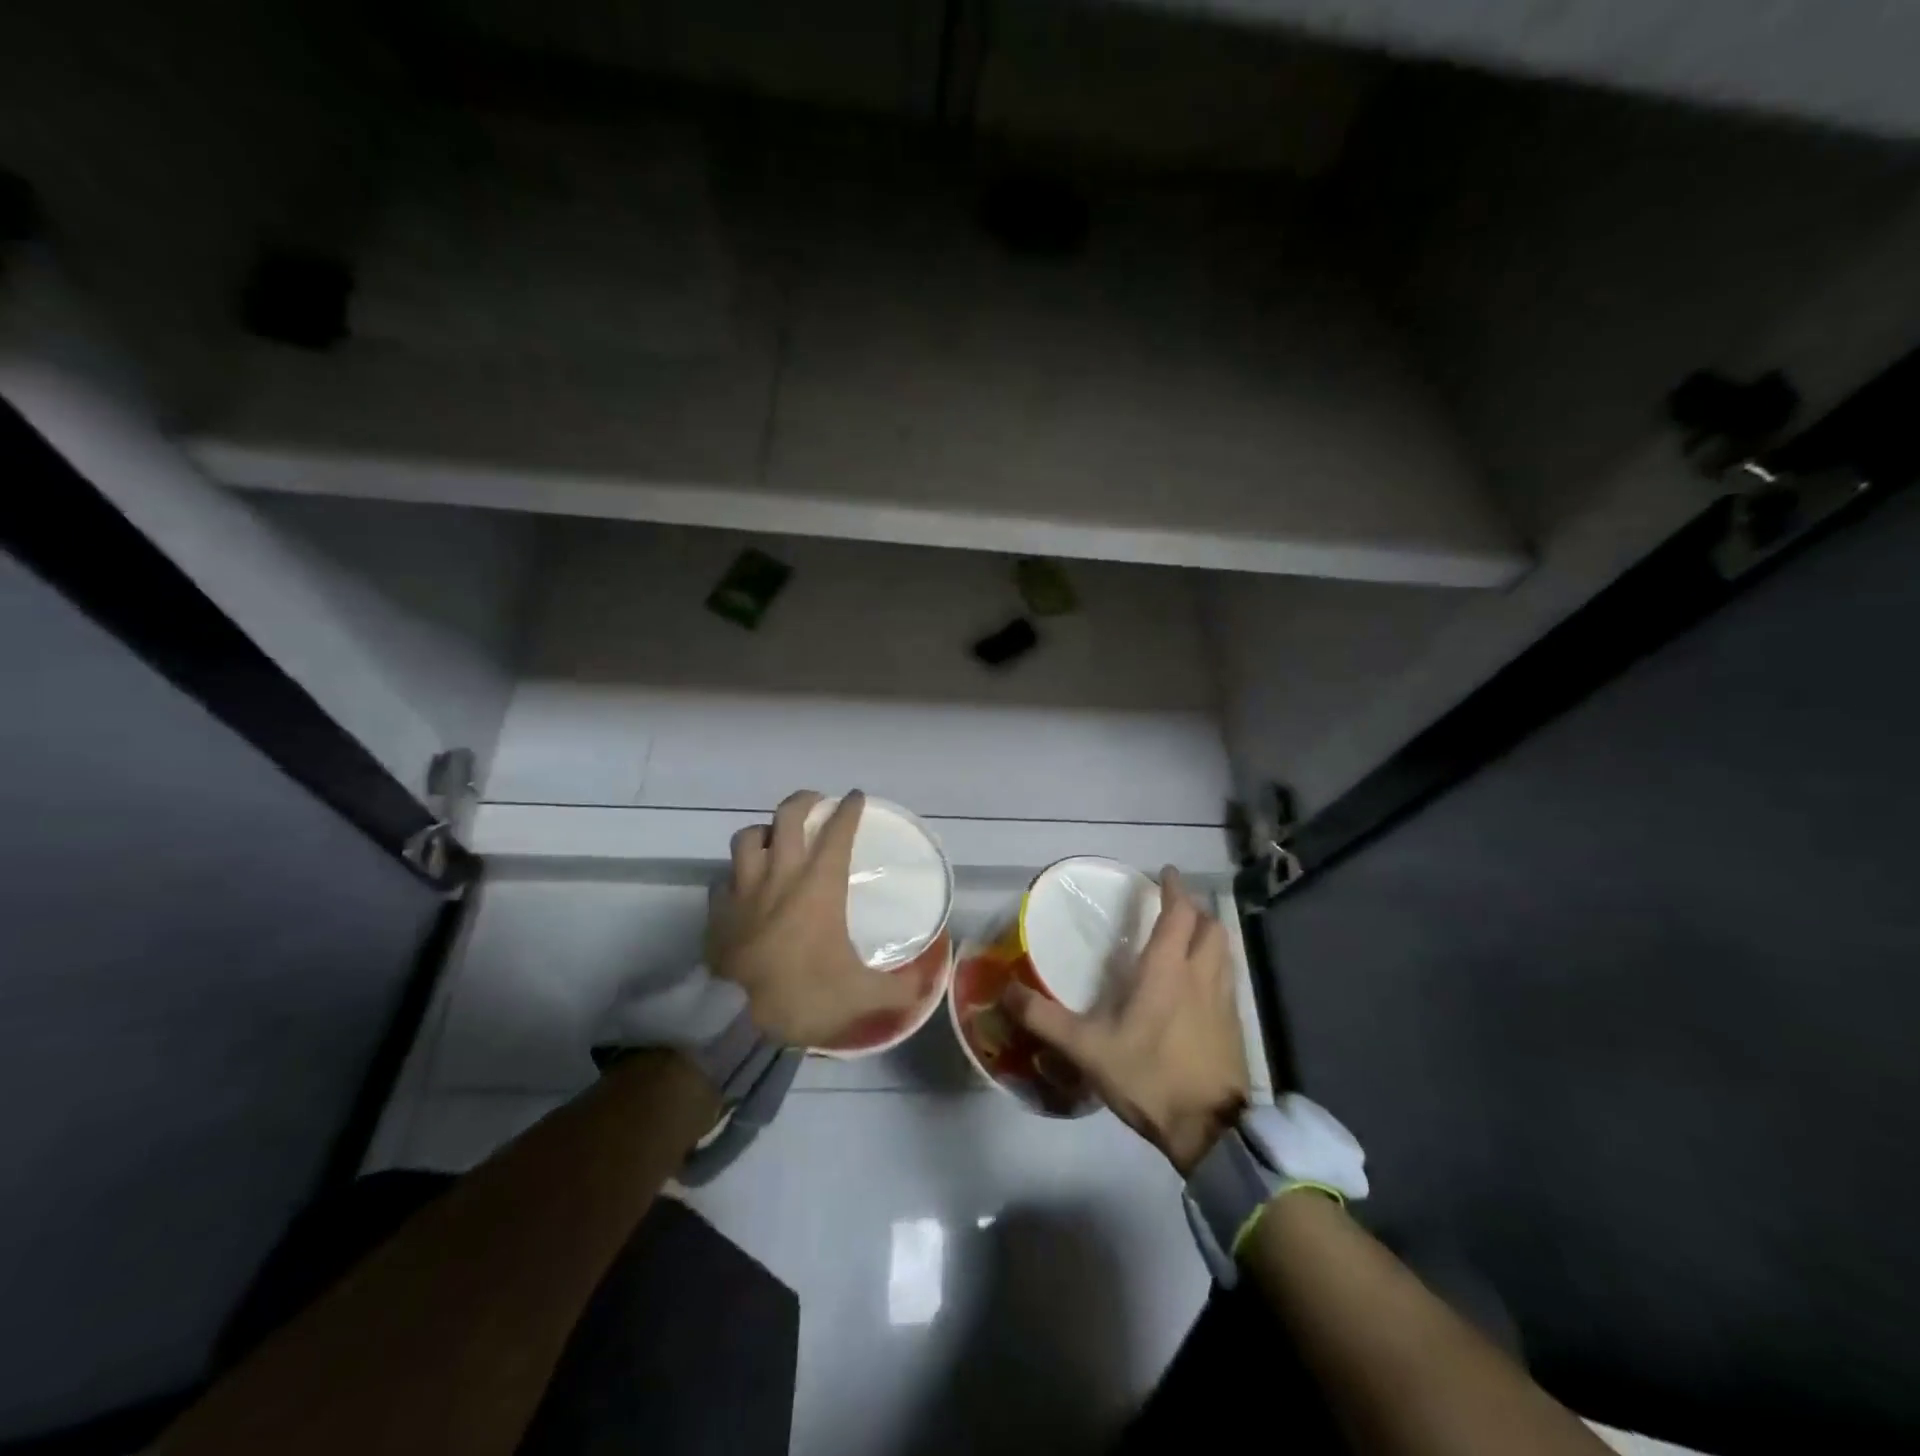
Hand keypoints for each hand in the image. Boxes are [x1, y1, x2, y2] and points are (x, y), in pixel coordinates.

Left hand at [708, 789, 924, 1047]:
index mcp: (818, 886)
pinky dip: (737, 873)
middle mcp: (780, 875)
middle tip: (817, 804)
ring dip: (766, 831)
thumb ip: (900, 988)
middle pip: (787, 816)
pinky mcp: (716, 910)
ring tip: (776, 839)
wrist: (734, 1023)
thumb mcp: (862, 996)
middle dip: (805, 801)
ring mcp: (743, 889)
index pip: (837, 832)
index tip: (856, 797)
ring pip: (749, 837)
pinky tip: (745, 886)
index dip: (849, 809)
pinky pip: (725, 876)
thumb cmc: (803, 997)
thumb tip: (928, 983)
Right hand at [1005, 868, 1249, 1173]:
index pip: (1178, 914)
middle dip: (1196, 910)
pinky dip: (1217, 967)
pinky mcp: (1235, 1027)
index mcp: (1168, 970)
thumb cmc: (1148, 1076)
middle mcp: (1202, 976)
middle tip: (1175, 907)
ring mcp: (1225, 1002)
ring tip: (1190, 939)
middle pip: (1211, 927)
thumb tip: (1004, 991)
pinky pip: (1229, 980)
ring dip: (1210, 936)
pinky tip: (1200, 988)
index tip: (1165, 872)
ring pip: (1225, 952)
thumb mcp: (1086, 1048)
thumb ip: (1044, 1018)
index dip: (1174, 889)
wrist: (1209, 1131)